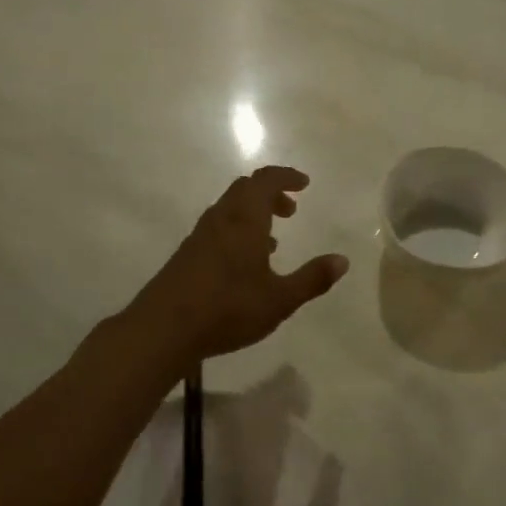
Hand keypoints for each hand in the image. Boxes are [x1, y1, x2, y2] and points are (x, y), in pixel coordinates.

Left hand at [128, 166, 348, 368]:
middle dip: (270, 193)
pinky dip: (237, 230)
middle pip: (245, 189)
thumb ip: (312, 279)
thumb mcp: (279, 300)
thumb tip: (342, 260)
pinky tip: (244, 264)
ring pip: (229, 209)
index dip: (286, 177)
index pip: (265, 181)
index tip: (304, 183)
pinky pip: (217, 228)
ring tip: (273, 240)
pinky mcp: (186, 255)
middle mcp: (220, 220)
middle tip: (291, 210)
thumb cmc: (227, 309)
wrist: (163, 329)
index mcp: (244, 220)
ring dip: (253, 213)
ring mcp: (199, 236)